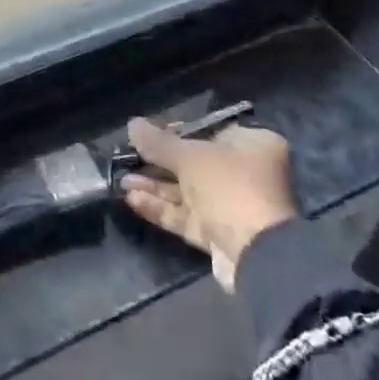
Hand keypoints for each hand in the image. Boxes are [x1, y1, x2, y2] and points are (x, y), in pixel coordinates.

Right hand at [120, 119, 296, 290]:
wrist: (257, 255)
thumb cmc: (229, 187)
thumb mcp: (190, 157)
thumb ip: (158, 142)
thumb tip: (132, 124)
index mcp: (252, 145)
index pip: (209, 130)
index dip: (176, 131)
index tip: (148, 132)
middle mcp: (245, 173)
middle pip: (194, 162)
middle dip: (159, 162)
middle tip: (129, 157)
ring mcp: (231, 206)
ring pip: (186, 192)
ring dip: (155, 186)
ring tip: (122, 180)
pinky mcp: (219, 234)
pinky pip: (185, 215)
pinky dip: (161, 207)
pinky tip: (132, 199)